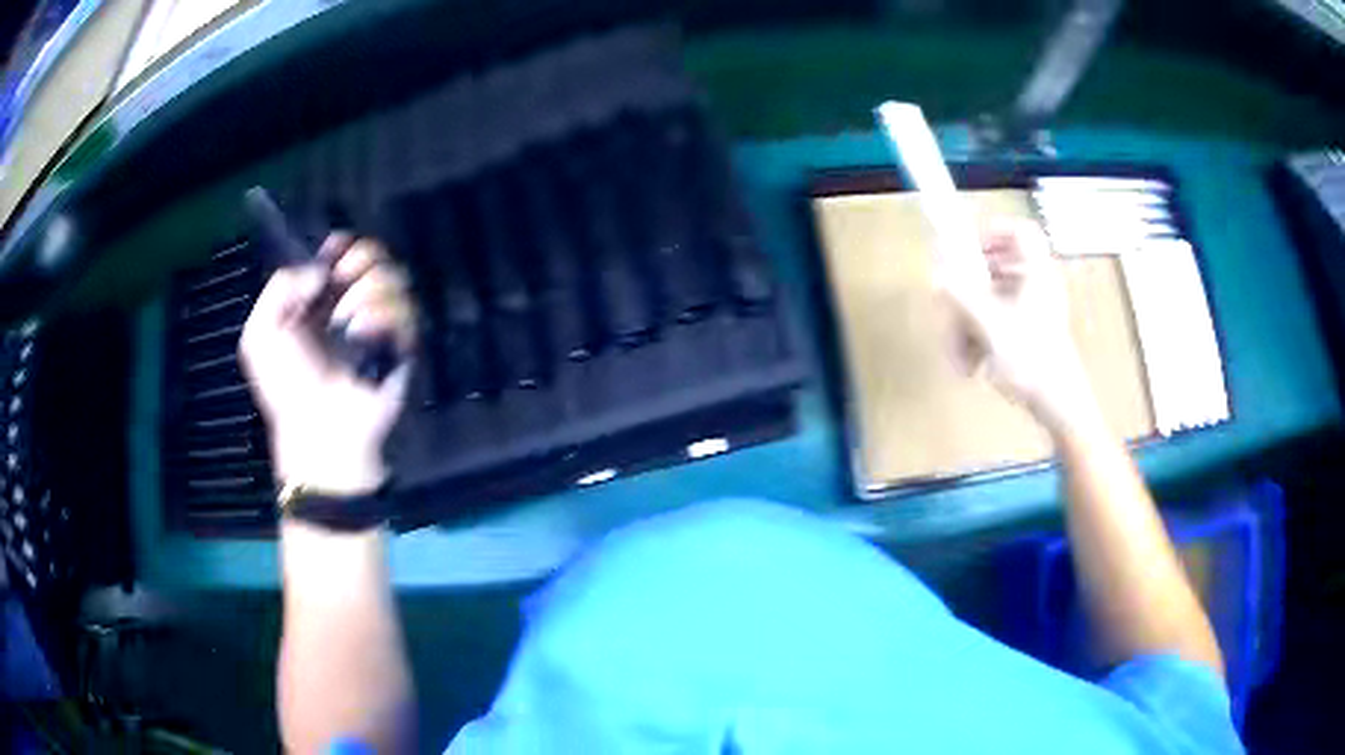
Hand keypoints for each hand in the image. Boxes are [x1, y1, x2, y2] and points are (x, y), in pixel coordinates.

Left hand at [239, 234, 416, 494]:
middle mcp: (351, 304)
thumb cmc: (286, 385)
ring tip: (349, 324)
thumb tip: (323, 271)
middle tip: (343, 284)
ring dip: (368, 295)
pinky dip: (383, 319)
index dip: (342, 247)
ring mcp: (379, 323)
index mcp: (319, 299)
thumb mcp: (260, 334)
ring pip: (393, 277)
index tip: (334, 257)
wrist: (319, 426)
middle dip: (360, 262)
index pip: (342, 252)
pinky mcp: (402, 343)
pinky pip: (405, 311)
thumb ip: (282, 285)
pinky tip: (364, 336)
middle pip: (373, 255)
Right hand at [941, 221, 1095, 429]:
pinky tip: (969, 365)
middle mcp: (1036, 286)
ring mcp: (1033, 312)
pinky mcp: (1029, 334)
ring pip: (992, 300)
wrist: (1059, 406)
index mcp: (1035, 273)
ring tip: (957, 355)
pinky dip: (980, 338)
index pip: (1019, 232)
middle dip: (967, 292)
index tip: (966, 249)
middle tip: (949, 309)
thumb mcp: (990, 326)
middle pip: (996, 269)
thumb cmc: (1030, 360)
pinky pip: (997, 323)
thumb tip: (937, 271)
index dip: (992, 233)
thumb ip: (962, 294)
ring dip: (968, 323)